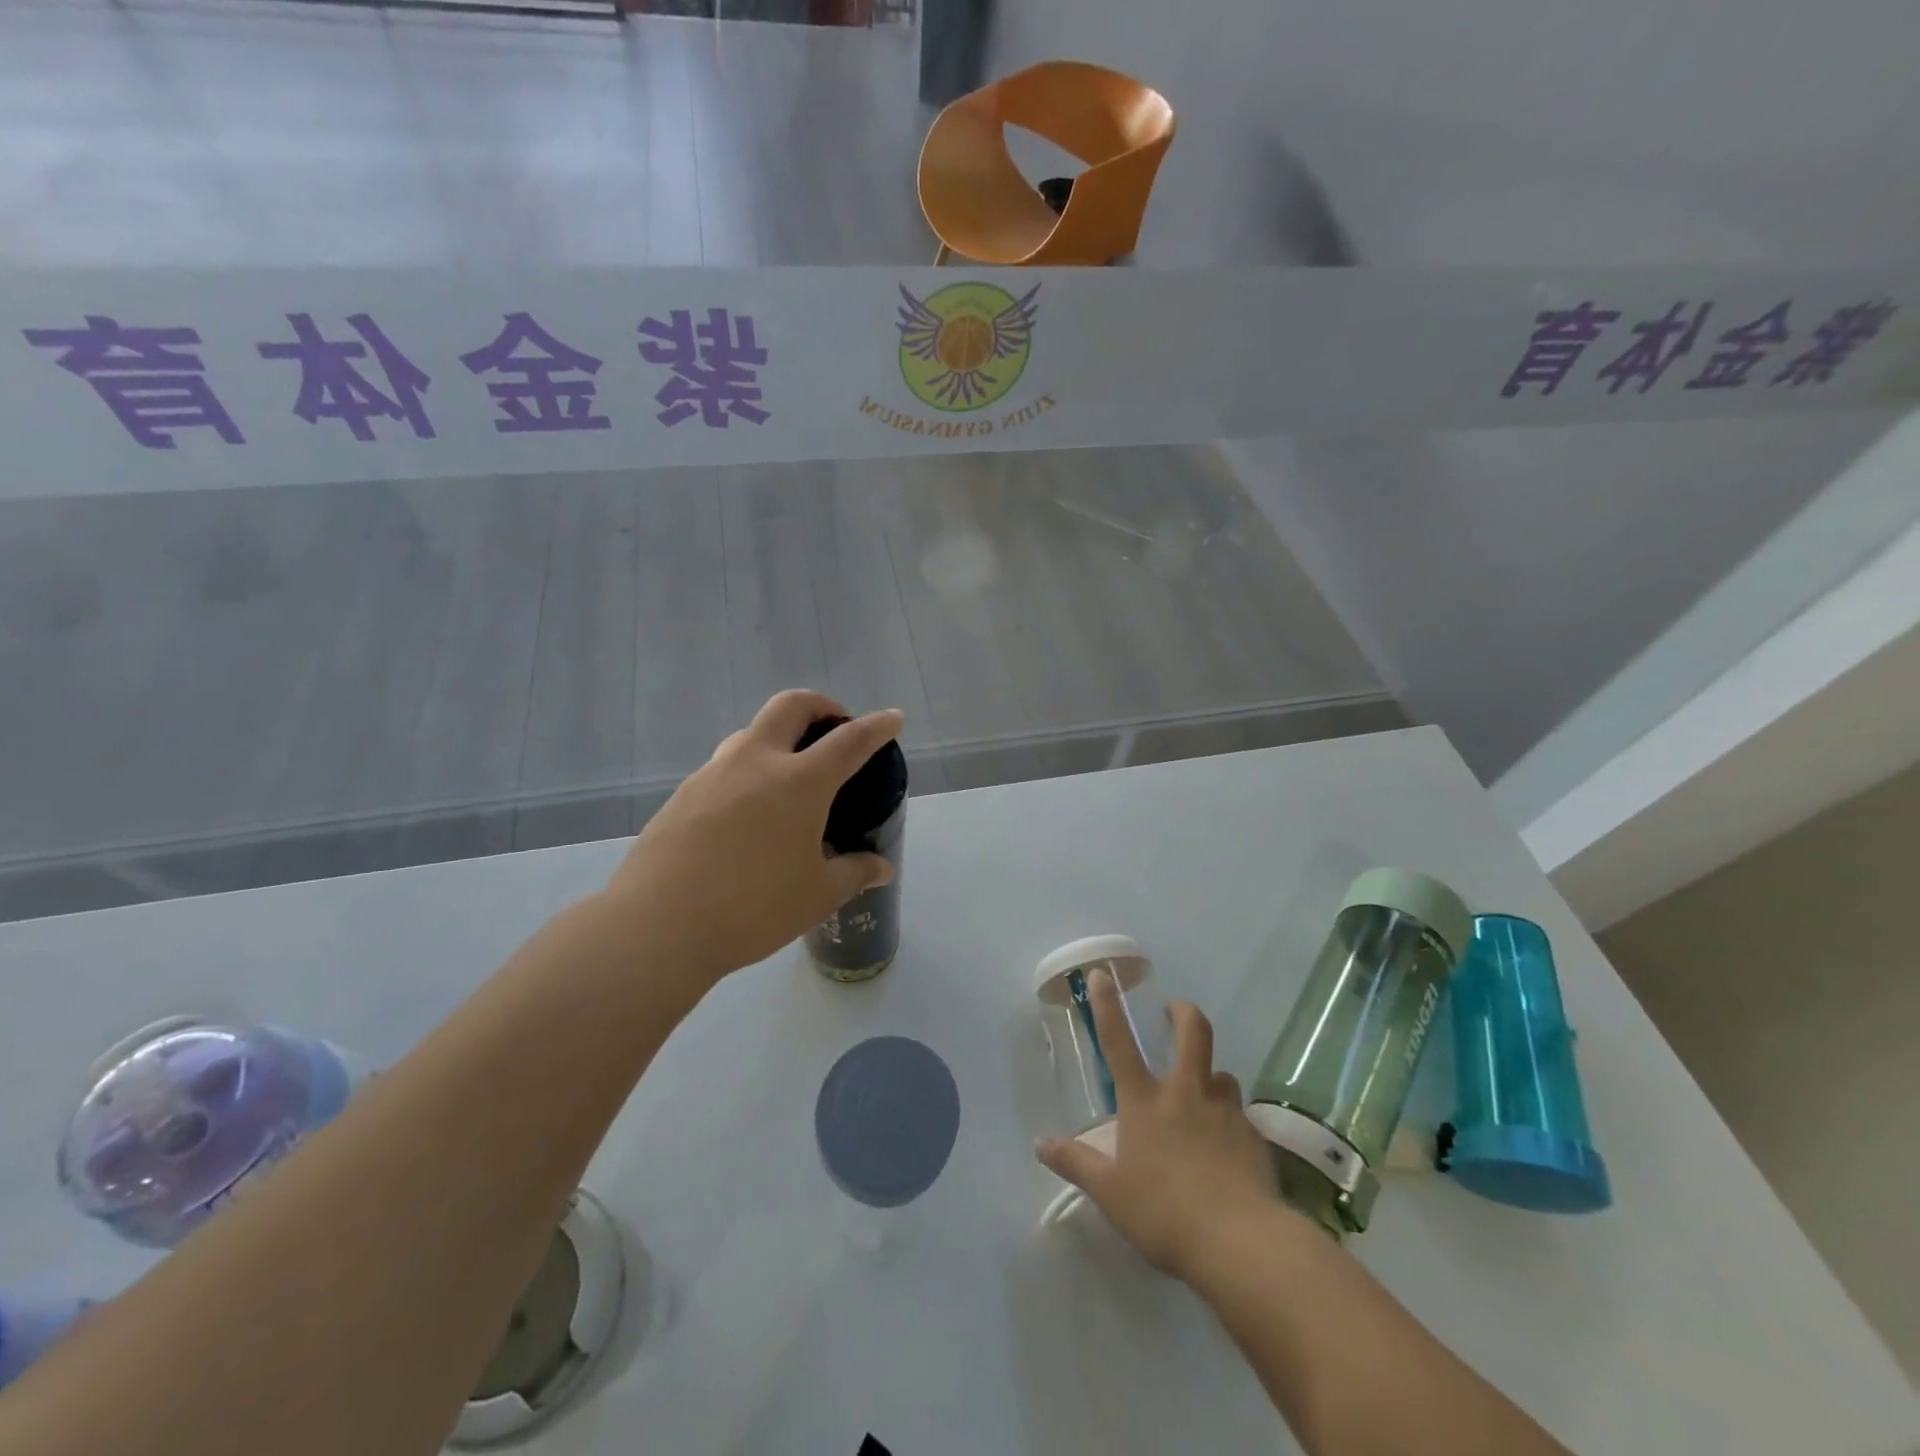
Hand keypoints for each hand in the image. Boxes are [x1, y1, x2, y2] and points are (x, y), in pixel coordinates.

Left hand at [603, 690, 903, 988]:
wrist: (658, 926)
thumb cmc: (752, 908)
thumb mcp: (817, 895)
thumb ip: (854, 873)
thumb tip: (882, 868)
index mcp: (800, 781)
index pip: (850, 740)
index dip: (877, 726)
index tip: (893, 718)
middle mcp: (756, 762)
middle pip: (791, 706)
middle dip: (821, 706)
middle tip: (834, 727)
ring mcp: (713, 774)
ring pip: (752, 733)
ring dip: (779, 738)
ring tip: (789, 776)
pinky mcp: (683, 794)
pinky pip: (724, 767)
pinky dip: (748, 771)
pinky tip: (748, 814)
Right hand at [1036, 969, 1281, 1282]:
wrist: (1241, 1243)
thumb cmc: (1164, 1213)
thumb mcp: (1110, 1193)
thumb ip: (1076, 1164)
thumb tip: (1040, 1144)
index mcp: (1145, 1102)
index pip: (1119, 1042)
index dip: (1108, 1005)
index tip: (1102, 975)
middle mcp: (1186, 1094)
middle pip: (1193, 1033)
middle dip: (1183, 1013)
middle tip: (1175, 1010)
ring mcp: (1225, 1112)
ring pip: (1222, 1075)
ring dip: (1211, 1077)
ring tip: (1205, 1095)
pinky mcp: (1254, 1137)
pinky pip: (1240, 1118)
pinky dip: (1231, 1123)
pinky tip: (1228, 1153)